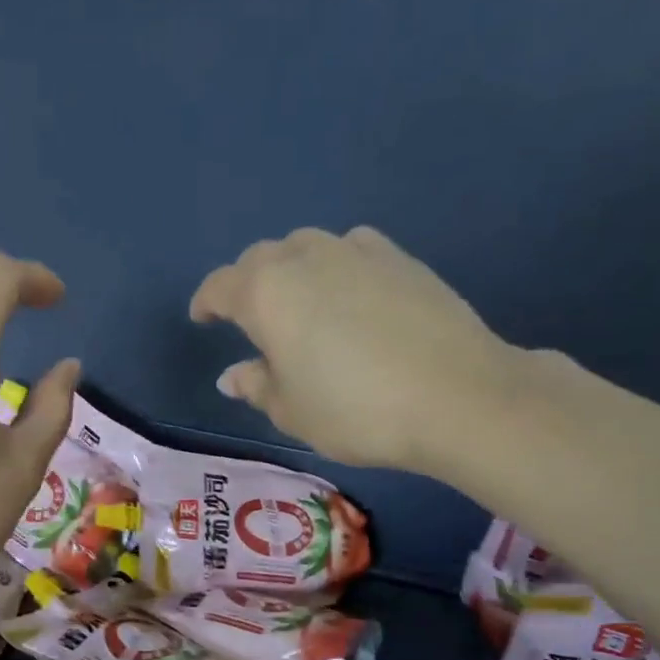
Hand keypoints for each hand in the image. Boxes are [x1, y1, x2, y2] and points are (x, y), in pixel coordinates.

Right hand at [190, 227, 516, 473]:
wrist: (457, 396)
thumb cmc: (356, 411)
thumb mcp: (293, 411)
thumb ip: (257, 386)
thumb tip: (234, 374)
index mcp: (267, 294)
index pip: (221, 287)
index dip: (206, 303)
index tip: (202, 319)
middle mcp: (305, 258)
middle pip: (261, 259)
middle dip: (247, 284)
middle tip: (250, 318)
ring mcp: (356, 251)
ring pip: (306, 248)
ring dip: (291, 270)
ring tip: (299, 304)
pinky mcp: (400, 257)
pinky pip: (350, 250)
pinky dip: (336, 267)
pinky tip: (349, 295)